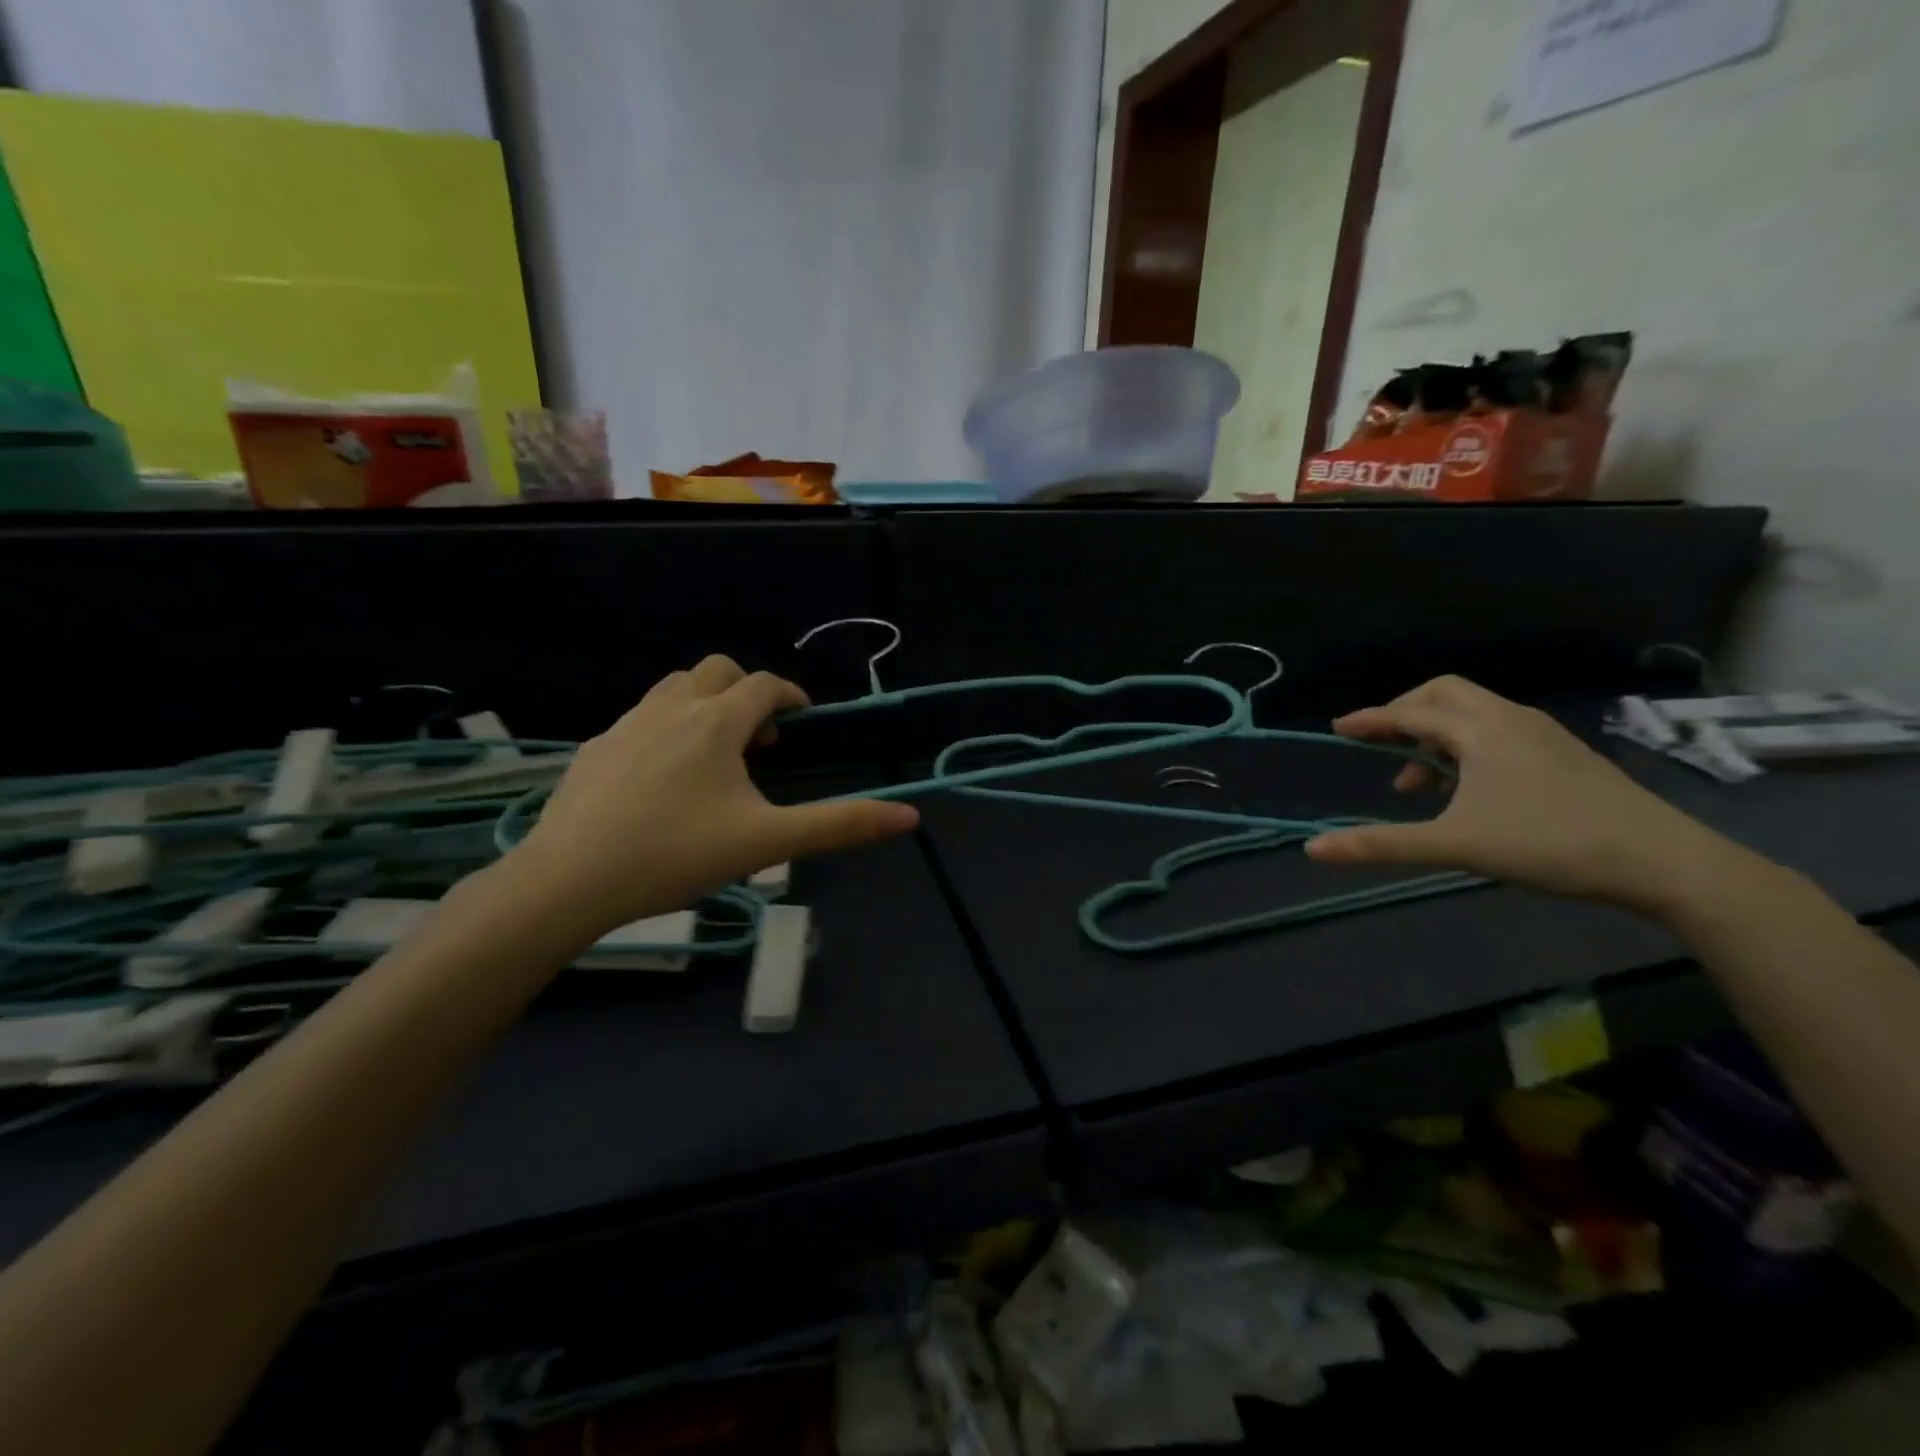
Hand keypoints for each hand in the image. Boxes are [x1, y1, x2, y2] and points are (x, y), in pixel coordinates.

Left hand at [508, 656, 918, 934]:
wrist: (569, 881)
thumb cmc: (676, 855)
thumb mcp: (767, 842)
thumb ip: (839, 825)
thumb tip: (909, 815)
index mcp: (716, 722)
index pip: (764, 685)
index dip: (790, 695)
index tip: (803, 718)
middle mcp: (671, 709)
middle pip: (717, 670)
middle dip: (746, 693)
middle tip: (758, 742)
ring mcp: (626, 726)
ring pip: (674, 688)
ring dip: (704, 704)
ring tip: (714, 756)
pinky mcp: (595, 749)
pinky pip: (640, 718)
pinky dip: (666, 728)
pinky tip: (662, 778)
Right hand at [1304, 675, 1744, 913]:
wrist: (1664, 862)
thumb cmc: (1548, 843)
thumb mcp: (1454, 845)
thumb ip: (1381, 844)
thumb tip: (1313, 849)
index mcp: (1481, 730)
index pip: (1410, 711)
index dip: (1371, 719)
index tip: (1340, 728)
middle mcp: (1510, 720)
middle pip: (1444, 695)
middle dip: (1405, 714)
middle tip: (1382, 747)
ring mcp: (1543, 735)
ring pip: (1474, 715)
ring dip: (1436, 737)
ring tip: (1421, 785)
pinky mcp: (1564, 756)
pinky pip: (1498, 732)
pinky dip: (1467, 748)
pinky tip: (1469, 791)